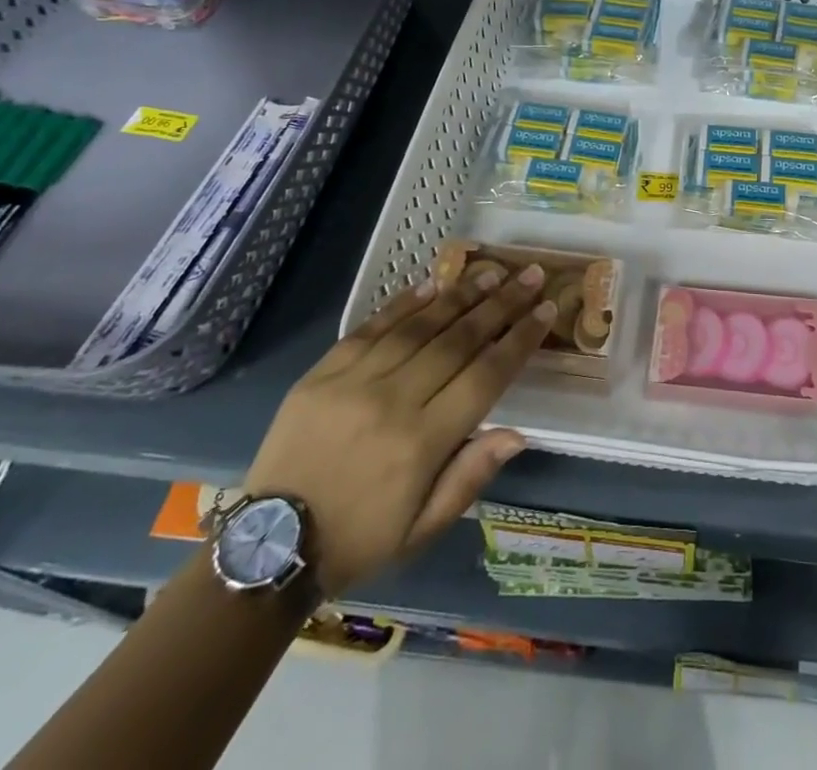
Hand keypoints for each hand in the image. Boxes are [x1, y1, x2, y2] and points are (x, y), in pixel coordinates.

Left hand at [242, 261, 554, 596]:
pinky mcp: (324, 371)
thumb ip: (470, 477)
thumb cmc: (359, 539)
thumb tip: (518, 433)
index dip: (519, 340)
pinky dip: (405, 302)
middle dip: (502, 304)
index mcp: (422, 443)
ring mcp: (355, 381)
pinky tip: (432, 282)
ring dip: (461, 295)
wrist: (269, 544)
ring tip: (491, 273)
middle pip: (459, 340)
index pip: (486, 376)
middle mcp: (394, 401)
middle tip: (529, 274)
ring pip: (420, 325)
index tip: (546, 310)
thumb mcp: (421, 529)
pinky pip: (373, 326)